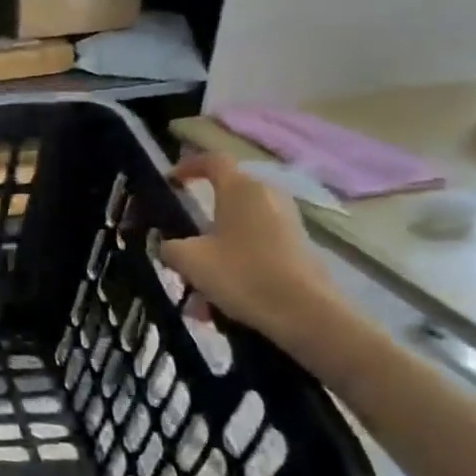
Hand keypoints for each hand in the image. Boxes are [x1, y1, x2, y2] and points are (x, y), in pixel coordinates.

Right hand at [158, 152, 336, 342]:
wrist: (305, 314)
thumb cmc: (242, 274)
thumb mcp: (189, 260)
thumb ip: (170, 247)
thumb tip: (169, 246)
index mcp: (240, 189)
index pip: (213, 161)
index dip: (188, 166)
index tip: (171, 181)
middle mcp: (268, 197)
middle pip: (227, 197)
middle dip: (201, 218)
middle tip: (182, 240)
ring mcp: (288, 223)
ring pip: (239, 229)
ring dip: (215, 250)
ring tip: (197, 287)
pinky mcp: (299, 248)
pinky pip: (256, 248)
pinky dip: (235, 265)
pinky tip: (221, 301)